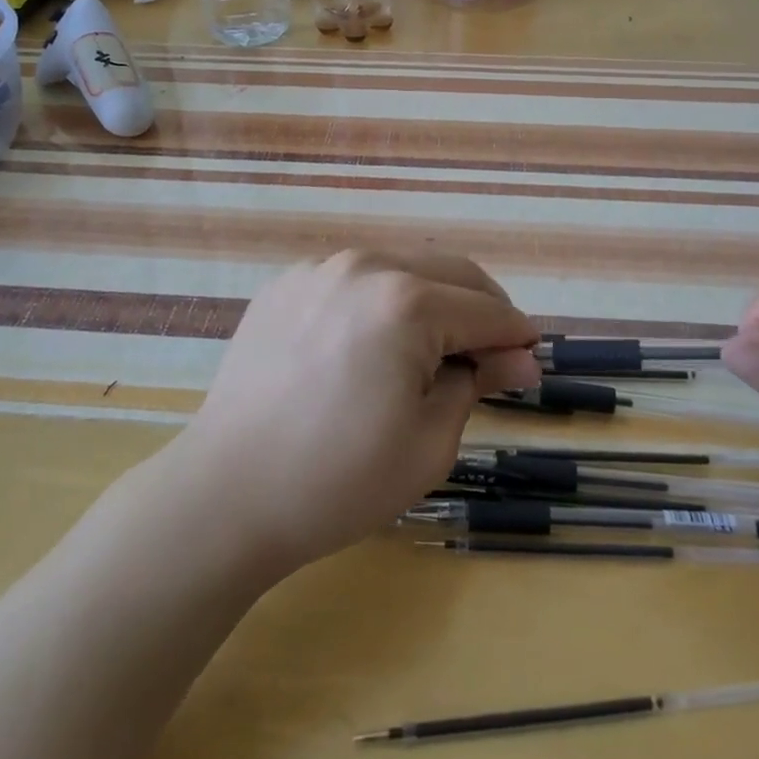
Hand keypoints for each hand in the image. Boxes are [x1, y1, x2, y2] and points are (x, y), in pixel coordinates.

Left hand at [170, 250, 540, 575]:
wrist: (226, 493)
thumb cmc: (339, 480)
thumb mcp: (429, 441)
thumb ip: (478, 382)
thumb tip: (520, 359)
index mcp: (407, 302)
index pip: (485, 310)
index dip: (516, 335)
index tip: (532, 357)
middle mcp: (365, 265)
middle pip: (449, 272)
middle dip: (482, 307)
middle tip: (494, 351)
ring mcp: (319, 269)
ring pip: (400, 267)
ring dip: (432, 298)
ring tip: (434, 347)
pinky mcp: (286, 284)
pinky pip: (352, 278)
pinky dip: (380, 300)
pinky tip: (373, 342)